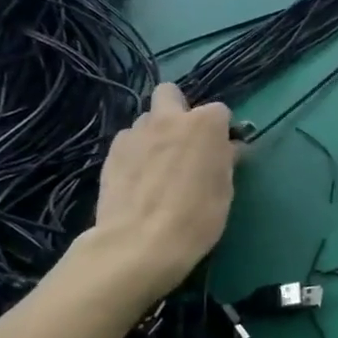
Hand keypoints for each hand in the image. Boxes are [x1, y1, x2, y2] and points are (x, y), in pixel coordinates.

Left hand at [83, 85, 236, 305]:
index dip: (221, 130)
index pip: (219, 111)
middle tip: (184, 142)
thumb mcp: (225, 189)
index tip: (222, 151)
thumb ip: (224, 160)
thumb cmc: (197, 217)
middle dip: (178, 109)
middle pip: (171, 94)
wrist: (139, 243)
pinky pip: (128, 141)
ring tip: (158, 165)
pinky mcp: (111, 153)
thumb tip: (226, 149)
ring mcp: (135, 133)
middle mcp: (168, 118)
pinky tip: (139, 178)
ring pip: (146, 119)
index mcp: (204, 124)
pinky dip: (136, 152)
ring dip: (155, 133)